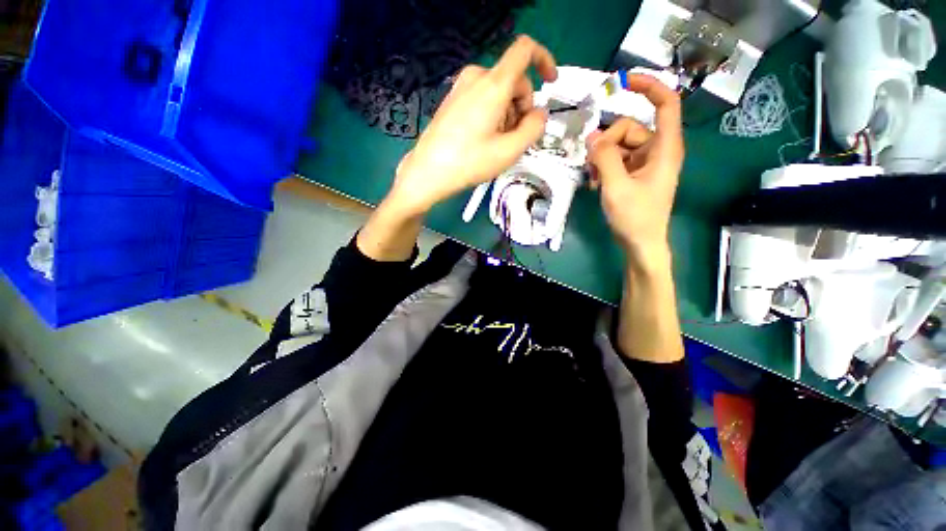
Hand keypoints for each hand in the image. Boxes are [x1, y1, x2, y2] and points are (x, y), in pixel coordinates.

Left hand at [384, 35, 557, 216]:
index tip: (550, 82)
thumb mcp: (509, 151)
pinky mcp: (453, 100)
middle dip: (522, 107)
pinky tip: (484, 140)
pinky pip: (483, 98)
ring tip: (497, 144)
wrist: (428, 172)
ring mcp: (461, 88)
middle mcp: (476, 77)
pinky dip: (492, 115)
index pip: (525, 50)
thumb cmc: (469, 162)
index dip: (544, 59)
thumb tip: (540, 114)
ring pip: (499, 92)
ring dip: (507, 114)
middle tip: (515, 138)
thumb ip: (534, 128)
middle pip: (513, 81)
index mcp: (493, 85)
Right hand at [586, 74, 683, 263]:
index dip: (649, 86)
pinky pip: (616, 160)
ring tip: (593, 179)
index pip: (666, 104)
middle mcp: (656, 150)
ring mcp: (644, 163)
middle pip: (629, 128)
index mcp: (664, 148)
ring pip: (618, 145)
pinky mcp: (634, 174)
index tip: (624, 81)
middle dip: (607, 143)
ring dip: (601, 158)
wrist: (640, 243)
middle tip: (592, 165)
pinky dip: (603, 168)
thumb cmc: (635, 217)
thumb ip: (604, 157)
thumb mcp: (616, 186)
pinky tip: (596, 184)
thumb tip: (592, 136)